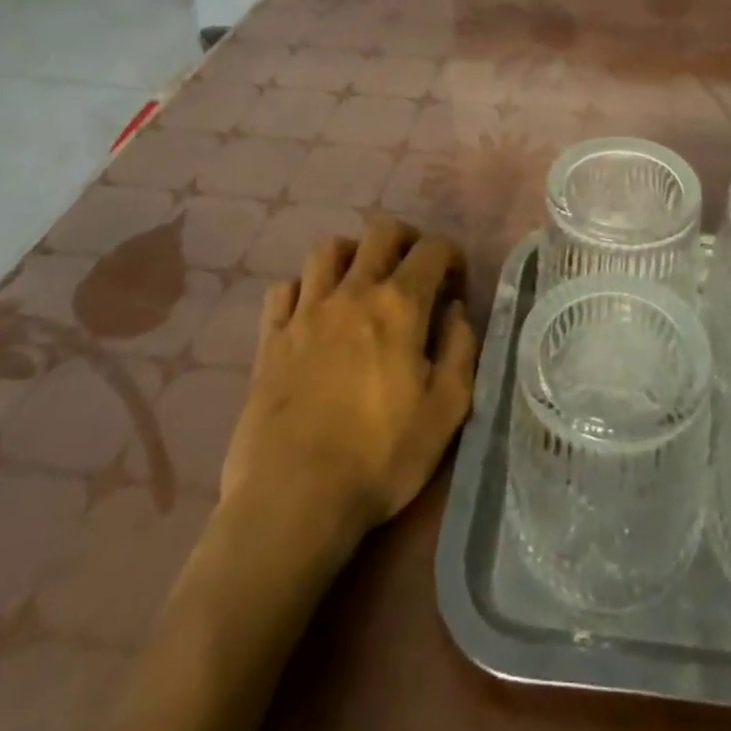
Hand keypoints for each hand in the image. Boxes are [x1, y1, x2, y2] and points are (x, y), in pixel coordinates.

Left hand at [222, 216, 478, 539]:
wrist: (293, 499)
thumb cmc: (380, 457)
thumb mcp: (446, 410)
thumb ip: (460, 349)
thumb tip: (455, 311)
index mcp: (399, 305)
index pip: (433, 249)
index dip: (452, 257)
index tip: (456, 288)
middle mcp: (352, 292)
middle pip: (379, 231)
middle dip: (405, 238)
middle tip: (414, 270)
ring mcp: (305, 312)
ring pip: (327, 249)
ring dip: (352, 255)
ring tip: (361, 282)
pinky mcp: (270, 338)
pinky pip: (284, 289)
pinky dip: (303, 289)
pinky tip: (313, 313)